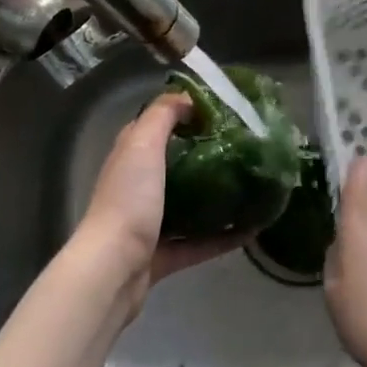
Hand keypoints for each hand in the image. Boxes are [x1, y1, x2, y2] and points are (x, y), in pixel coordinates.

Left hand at [69, 93, 239, 322]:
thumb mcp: (142, 144)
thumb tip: (187, 96)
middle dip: (208, 155)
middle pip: (177, 164)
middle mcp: (138, 186)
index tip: (224, 110)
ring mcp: (149, 223)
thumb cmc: (130, 199)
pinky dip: (223, 237)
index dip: (187, 113)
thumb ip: (162, 115)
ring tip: (252, 185)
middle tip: (245, 146)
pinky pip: (199, 243)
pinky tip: (252, 229)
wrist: (114, 269)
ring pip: (189, 204)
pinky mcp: (162, 255)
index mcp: (131, 156)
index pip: (158, 125)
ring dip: (217, 197)